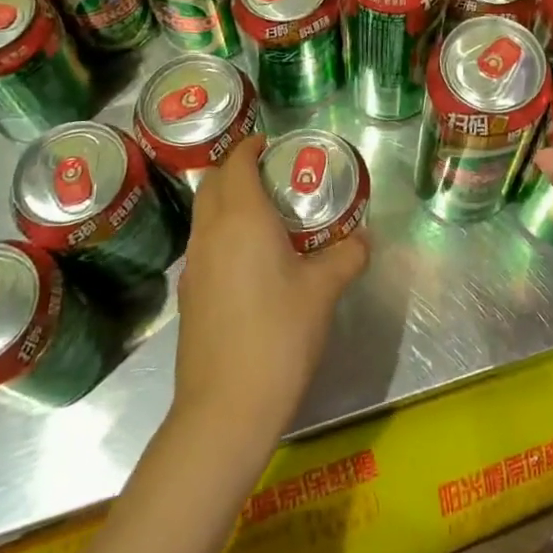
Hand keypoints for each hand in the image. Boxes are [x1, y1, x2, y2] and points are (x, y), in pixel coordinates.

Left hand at [172, 135, 368, 441]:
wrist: (226, 408)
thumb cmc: (279, 334)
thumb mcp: (324, 290)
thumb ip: (347, 255)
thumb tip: (364, 239)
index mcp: (241, 219)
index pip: (237, 163)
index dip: (251, 147)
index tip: (273, 143)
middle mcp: (210, 233)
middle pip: (213, 183)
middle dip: (237, 168)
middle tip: (273, 172)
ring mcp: (194, 266)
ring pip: (205, 215)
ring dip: (227, 200)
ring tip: (266, 211)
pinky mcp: (189, 296)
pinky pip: (204, 244)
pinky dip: (223, 231)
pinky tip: (252, 257)